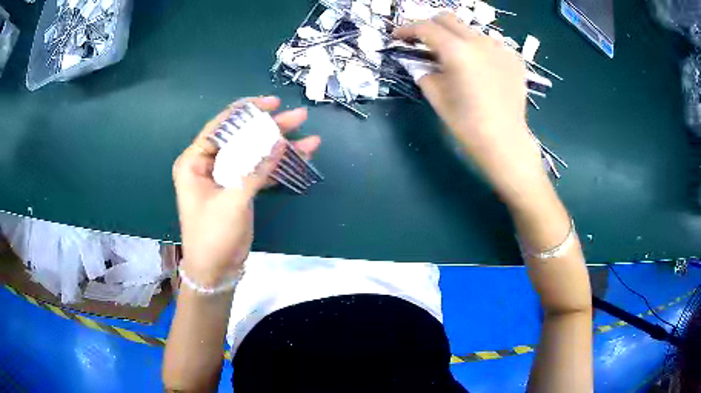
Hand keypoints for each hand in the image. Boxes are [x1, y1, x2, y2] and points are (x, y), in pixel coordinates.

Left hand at [172, 97, 320, 285]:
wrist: (215, 271)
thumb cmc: (213, 235)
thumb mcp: (233, 200)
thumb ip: (255, 169)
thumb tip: (280, 141)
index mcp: (194, 161)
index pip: (221, 126)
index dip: (247, 111)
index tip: (272, 103)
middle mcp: (208, 164)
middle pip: (242, 137)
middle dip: (271, 128)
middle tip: (298, 116)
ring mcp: (225, 177)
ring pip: (254, 154)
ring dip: (280, 148)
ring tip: (309, 139)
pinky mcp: (238, 190)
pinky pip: (259, 171)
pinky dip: (278, 167)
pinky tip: (300, 159)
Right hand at [394, 13, 547, 204]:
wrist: (505, 142)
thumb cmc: (467, 124)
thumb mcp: (436, 97)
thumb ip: (423, 71)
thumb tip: (417, 62)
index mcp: (457, 51)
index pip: (425, 28)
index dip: (406, 30)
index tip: (397, 38)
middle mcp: (480, 42)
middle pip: (448, 19)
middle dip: (430, 26)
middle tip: (422, 42)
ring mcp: (500, 48)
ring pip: (470, 30)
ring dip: (455, 37)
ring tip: (454, 58)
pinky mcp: (514, 59)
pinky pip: (490, 44)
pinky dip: (478, 49)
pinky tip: (479, 67)